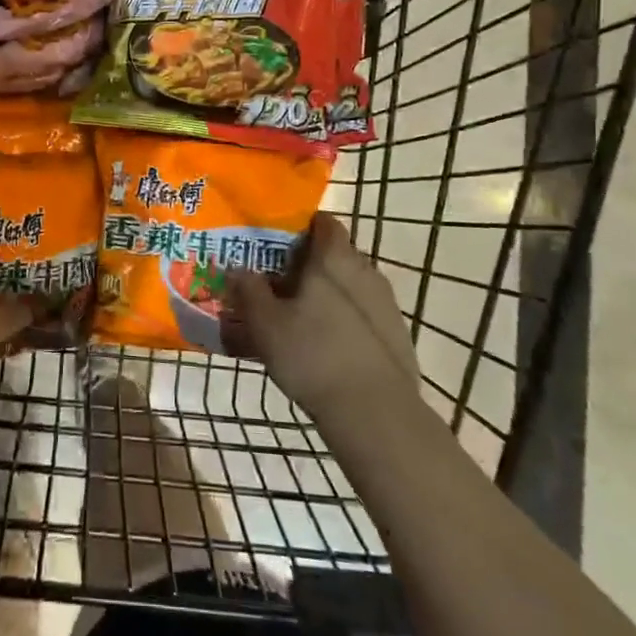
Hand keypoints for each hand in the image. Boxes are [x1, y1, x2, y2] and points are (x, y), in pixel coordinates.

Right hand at [224, 213, 423, 429]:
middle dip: (309, 264)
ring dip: (327, 294)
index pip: (323, 223)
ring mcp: (386, 304)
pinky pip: (363, 314)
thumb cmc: (313, 355)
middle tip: (279, 283)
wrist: (376, 413)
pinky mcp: (396, 335)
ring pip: (350, 286)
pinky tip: (326, 346)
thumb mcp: (265, 324)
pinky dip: (344, 320)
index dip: (301, 226)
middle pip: (336, 254)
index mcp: (334, 258)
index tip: (278, 241)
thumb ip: (249, 290)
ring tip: (299, 318)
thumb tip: (238, 269)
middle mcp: (365, 271)